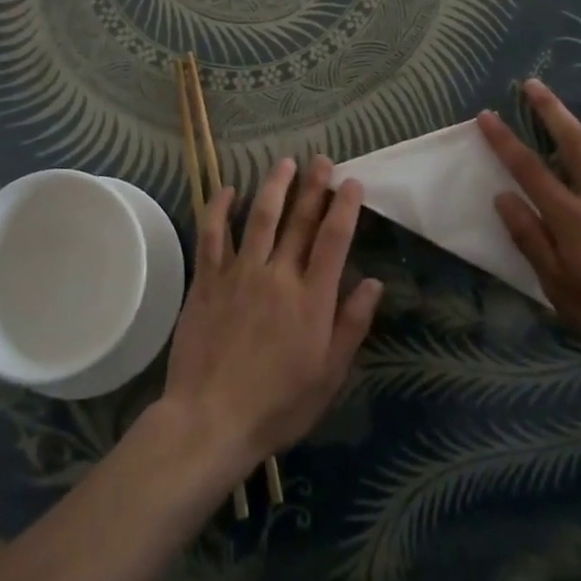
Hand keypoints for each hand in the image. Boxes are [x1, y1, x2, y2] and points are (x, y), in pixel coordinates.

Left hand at [162, 155, 384, 467]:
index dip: (345, 207)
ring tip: (285, 162)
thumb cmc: (277, 406)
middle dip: (314, 186)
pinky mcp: (207, 280)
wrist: (210, 420)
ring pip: (260, 217)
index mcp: (311, 299)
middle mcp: (278, 275)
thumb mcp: (328, 376)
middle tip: (322, 160)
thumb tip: (373, 282)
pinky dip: (219, 209)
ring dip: (274, 186)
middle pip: (300, 221)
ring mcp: (240, 273)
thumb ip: (351, 325)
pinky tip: (227, 189)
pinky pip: (212, 235)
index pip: (333, 239)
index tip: (352, 182)